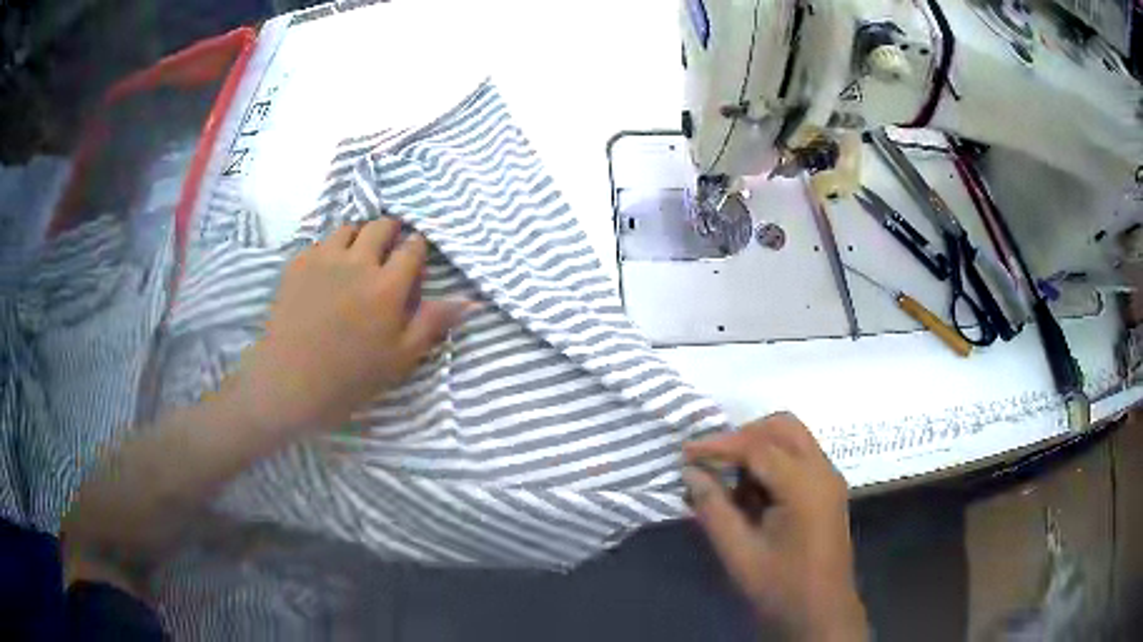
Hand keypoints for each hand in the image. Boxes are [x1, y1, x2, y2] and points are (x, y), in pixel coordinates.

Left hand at [227, 219, 470, 433]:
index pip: (412, 248)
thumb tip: (470, 300)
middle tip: (389, 251)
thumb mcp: (399, 358)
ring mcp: (323, 258)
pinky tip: (327, 271)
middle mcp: (357, 261)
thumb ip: (433, 323)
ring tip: (357, 257)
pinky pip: (320, 242)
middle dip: (391, 232)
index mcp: (387, 286)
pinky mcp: (297, 264)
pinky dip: (330, 249)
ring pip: (349, 228)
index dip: (417, 249)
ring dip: (360, 236)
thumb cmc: (349, 378)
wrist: (288, 382)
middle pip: (381, 226)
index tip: (415, 259)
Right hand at [683, 413, 867, 641]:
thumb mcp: (739, 553)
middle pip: (783, 427)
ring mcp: (830, 479)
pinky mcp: (828, 490)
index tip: (685, 452)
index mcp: (805, 487)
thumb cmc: (780, 587)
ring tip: (728, 478)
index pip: (759, 446)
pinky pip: (799, 457)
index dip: (719, 445)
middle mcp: (823, 472)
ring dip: (759, 446)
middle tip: (711, 459)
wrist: (821, 612)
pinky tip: (752, 492)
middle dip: (744, 435)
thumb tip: (691, 473)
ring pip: (793, 438)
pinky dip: (773, 461)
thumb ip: (714, 509)